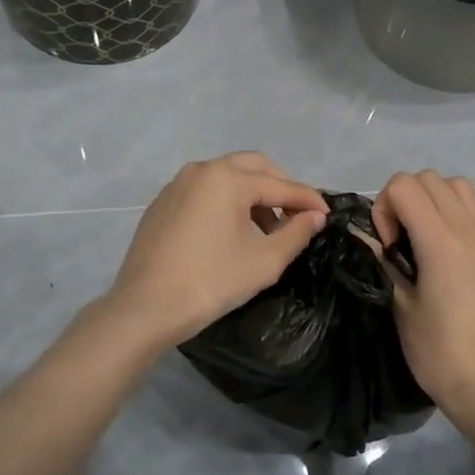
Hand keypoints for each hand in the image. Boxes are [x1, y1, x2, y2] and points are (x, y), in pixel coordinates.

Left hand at [104, 154, 328, 348]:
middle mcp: (202, 170)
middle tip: (296, 217)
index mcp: (228, 178)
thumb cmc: (212, 281)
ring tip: (266, 231)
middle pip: (253, 167)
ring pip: (227, 177)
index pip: (280, 184)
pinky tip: (231, 234)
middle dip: (279, 187)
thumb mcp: (264, 260)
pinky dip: (226, 202)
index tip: (328, 214)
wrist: (146, 307)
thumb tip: (315, 216)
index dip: (307, 199)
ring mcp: (177, 184)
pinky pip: (204, 191)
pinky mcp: (162, 203)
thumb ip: (296, 233)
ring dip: (252, 195)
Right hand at [372, 171, 474, 425]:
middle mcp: (466, 229)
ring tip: (423, 232)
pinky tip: (450, 234)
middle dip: (404, 198)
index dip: (384, 207)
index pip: (404, 186)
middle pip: (428, 178)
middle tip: (400, 239)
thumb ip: (382, 261)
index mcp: (440, 242)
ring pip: (457, 184)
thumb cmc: (435, 349)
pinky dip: (462, 207)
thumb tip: (360, 235)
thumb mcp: (399, 304)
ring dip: (433, 197)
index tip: (387, 244)